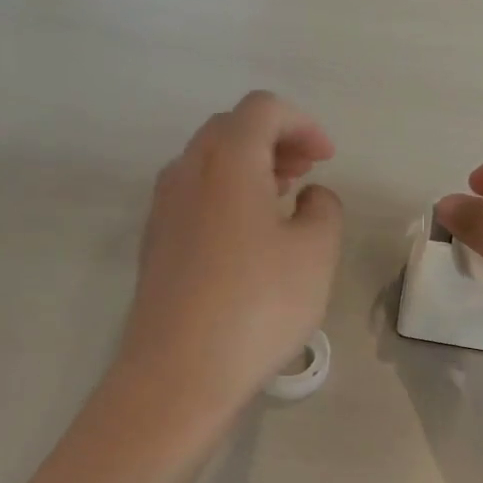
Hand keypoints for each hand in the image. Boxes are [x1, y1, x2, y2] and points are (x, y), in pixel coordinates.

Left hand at [117, 92, 342, 414]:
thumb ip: (323, 209)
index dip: (302, 123)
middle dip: (274, 139)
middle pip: (229, 128)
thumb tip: (309, 197)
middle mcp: (186, 172)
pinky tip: (248, 236)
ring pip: (207, 162)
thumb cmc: (258, 305)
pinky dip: (225, 194)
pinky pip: (193, 195)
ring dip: (248, 166)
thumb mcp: (316, 253)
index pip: (262, 109)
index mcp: (227, 161)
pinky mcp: (155, 243)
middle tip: (306, 171)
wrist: (179, 372)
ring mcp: (163, 208)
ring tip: (282, 199)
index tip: (327, 158)